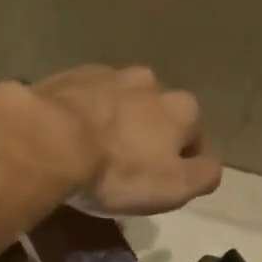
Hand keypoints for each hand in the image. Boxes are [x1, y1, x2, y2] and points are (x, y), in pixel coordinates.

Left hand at [23, 65, 221, 215]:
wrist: (49, 141)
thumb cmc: (117, 171)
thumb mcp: (174, 187)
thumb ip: (203, 174)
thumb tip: (211, 165)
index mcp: (181, 108)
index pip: (193, 135)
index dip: (178, 159)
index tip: (155, 180)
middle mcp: (150, 82)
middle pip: (155, 112)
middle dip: (145, 132)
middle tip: (122, 163)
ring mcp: (107, 74)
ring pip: (119, 100)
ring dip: (113, 118)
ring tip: (91, 147)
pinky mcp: (69, 76)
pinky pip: (83, 96)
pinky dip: (80, 111)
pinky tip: (65, 134)